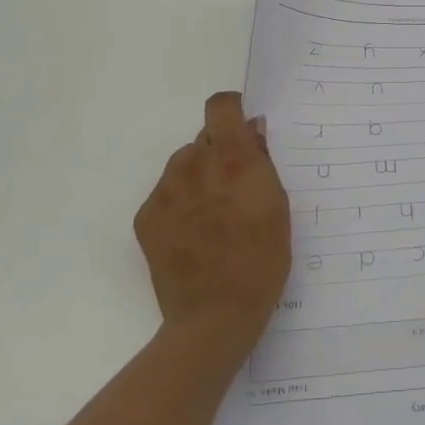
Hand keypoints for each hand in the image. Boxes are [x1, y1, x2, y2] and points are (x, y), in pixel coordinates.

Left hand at [135, 93, 291, 355]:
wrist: (214, 316)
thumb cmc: (262, 260)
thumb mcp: (278, 206)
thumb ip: (262, 161)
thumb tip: (251, 130)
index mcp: (232, 159)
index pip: (220, 107)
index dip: (231, 112)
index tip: (241, 130)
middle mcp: (194, 165)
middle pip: (203, 139)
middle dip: (218, 153)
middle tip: (232, 188)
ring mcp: (166, 190)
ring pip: (182, 164)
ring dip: (197, 177)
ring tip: (211, 215)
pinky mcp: (146, 216)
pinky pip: (165, 192)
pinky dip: (179, 203)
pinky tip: (193, 233)